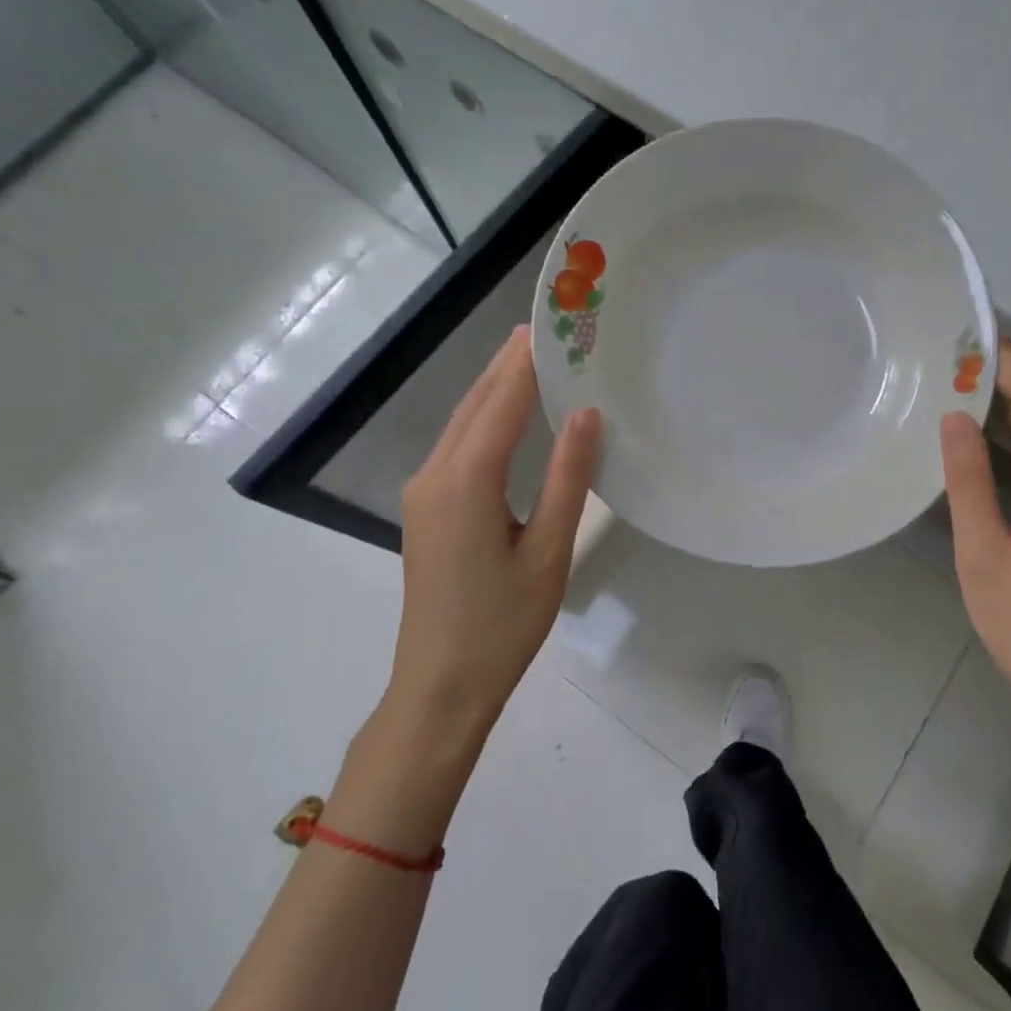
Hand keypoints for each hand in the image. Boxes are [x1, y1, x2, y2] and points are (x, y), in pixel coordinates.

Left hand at [389, 326, 601, 738]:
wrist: (439, 686)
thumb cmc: (502, 625)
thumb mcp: (548, 551)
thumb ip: (568, 478)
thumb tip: (587, 414)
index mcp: (465, 481)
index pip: (501, 403)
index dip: (527, 361)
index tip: (554, 324)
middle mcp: (435, 473)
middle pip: (475, 403)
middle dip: (509, 364)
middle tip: (549, 329)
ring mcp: (423, 490)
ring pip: (462, 421)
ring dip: (496, 387)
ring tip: (534, 357)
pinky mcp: (426, 507)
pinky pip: (458, 445)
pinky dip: (485, 417)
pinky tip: (510, 412)